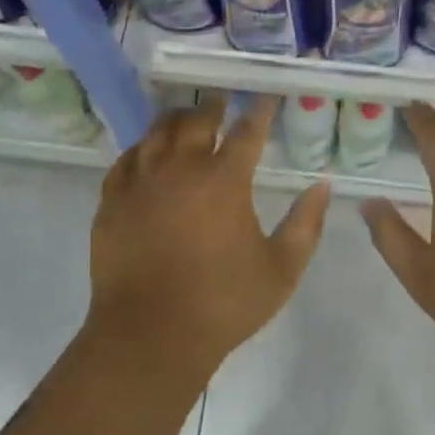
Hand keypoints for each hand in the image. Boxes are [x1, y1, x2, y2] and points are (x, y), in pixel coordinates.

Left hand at [89, 93, 329, 377]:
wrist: (150, 335)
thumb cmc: (223, 303)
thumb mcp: (281, 269)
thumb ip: (306, 224)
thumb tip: (323, 186)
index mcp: (224, 181)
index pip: (247, 132)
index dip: (259, 112)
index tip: (265, 99)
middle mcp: (181, 170)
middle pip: (196, 121)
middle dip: (212, 107)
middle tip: (220, 101)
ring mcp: (141, 183)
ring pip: (156, 134)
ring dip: (175, 120)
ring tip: (184, 117)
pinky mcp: (112, 202)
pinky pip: (125, 161)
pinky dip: (140, 149)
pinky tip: (145, 152)